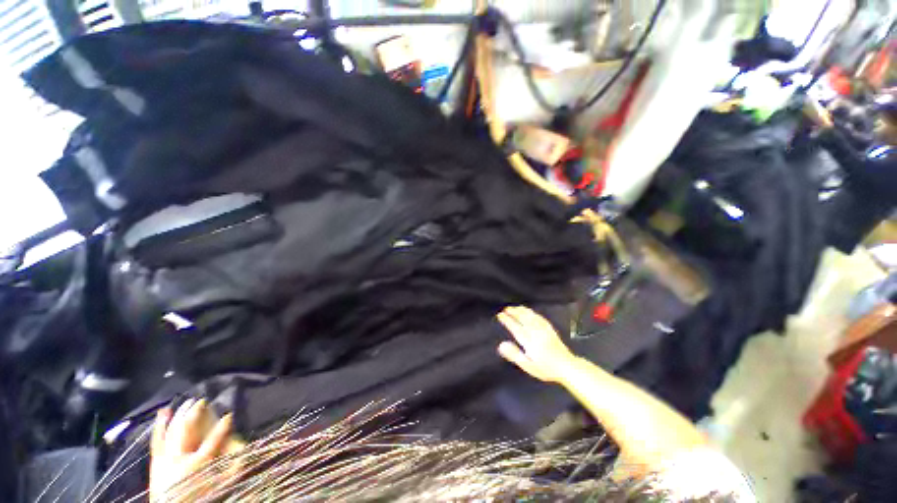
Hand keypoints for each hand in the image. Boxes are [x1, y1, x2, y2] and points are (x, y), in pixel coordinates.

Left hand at [149, 399, 232, 501]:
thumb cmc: (199, 495)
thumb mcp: (218, 483)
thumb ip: (231, 467)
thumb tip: (243, 450)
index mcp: (198, 461)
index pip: (215, 438)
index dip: (224, 425)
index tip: (229, 415)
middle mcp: (180, 455)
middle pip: (188, 428)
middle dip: (195, 413)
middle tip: (202, 400)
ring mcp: (166, 457)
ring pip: (171, 430)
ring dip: (177, 415)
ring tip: (184, 402)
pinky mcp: (156, 460)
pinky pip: (157, 440)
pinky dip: (160, 426)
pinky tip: (163, 413)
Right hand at [497, 306, 576, 383]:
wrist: (567, 367)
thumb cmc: (546, 368)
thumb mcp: (528, 366)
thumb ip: (514, 355)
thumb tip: (501, 345)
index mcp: (529, 341)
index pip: (515, 327)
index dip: (507, 320)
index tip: (500, 315)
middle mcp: (536, 332)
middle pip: (523, 318)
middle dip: (513, 312)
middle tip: (505, 309)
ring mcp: (544, 329)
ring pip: (531, 315)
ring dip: (522, 310)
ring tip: (515, 308)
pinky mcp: (550, 328)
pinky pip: (539, 317)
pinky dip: (532, 312)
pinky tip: (530, 312)